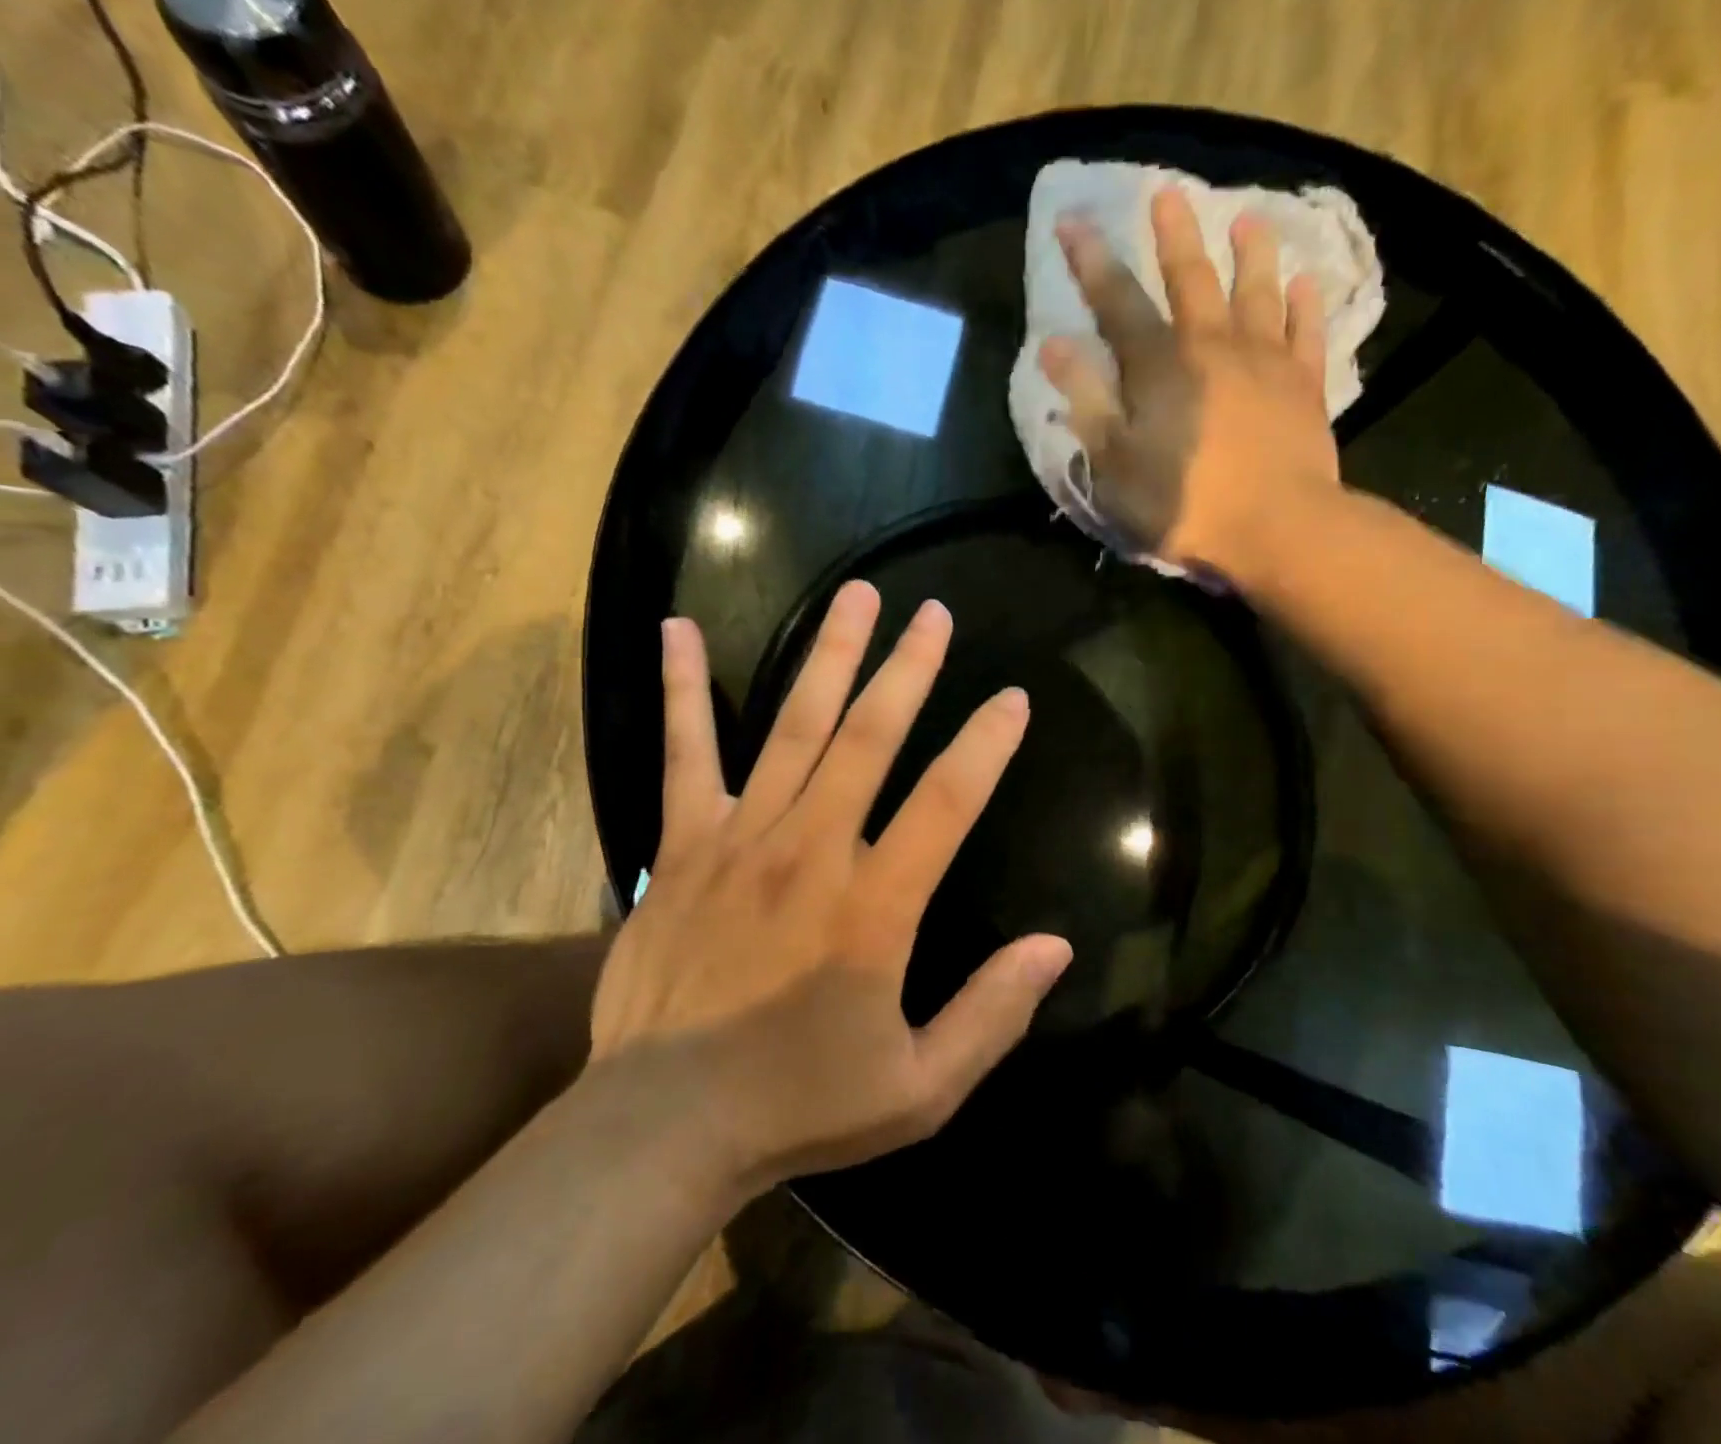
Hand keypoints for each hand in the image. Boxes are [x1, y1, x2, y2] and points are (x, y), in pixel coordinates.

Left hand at [589, 581, 1072, 1191]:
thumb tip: (1056, 947)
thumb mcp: (920, 1089)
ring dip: (832, 656)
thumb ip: (992, 1014)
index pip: (946, 803)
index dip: (985, 746)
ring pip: (795, 727)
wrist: (664, 1124)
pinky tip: (677, 630)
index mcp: (874, 908)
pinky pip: (685, 752)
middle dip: (908, 669)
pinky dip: (683, 688)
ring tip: (857, 596)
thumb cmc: (800, 1105)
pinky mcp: (682, 843)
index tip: (1012, 699)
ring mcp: (741, 838)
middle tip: (933, 614)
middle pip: (870, 738)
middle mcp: (812, 851)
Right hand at [1040, 185, 1343, 584]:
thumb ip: (1087, 402)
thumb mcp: (1115, 464)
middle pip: (1191, 278)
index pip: (1118, 302)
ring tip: (1249, 220)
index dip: (1092, 262)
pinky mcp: (1305, 384)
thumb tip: (1053, 346)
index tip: (1073, 220)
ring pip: (1257, 291)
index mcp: (1160, 366)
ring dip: (1251, 253)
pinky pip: (1307, 331)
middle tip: (1169, 192)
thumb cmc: (1184, 503)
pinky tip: (1306, 282)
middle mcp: (1213, 345)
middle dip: (1174, 235)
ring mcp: (1266, 360)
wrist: (1275, 526)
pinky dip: (1306, 303)